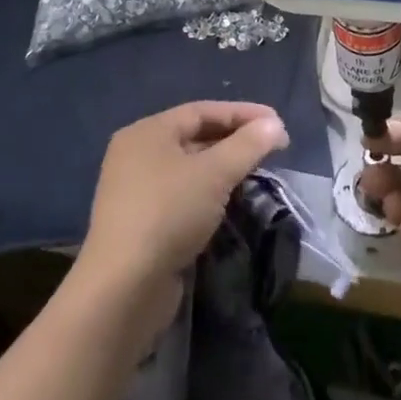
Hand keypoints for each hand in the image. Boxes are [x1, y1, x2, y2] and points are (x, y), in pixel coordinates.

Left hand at [73, 101, 289, 344]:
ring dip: (223, 167)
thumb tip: (274, 124)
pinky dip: (208, 192)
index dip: (242, 113)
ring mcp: (135, 190)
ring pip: (189, 168)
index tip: (276, 123)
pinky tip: (230, 201)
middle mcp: (137, 154)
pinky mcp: (141, 222)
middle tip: (271, 148)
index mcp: (148, 132)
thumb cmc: (168, 214)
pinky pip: (182, 194)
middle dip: (234, 140)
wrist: (124, 289)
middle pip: (194, 136)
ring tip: (256, 172)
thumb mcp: (214, 174)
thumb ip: (247, 145)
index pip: (202, 111)